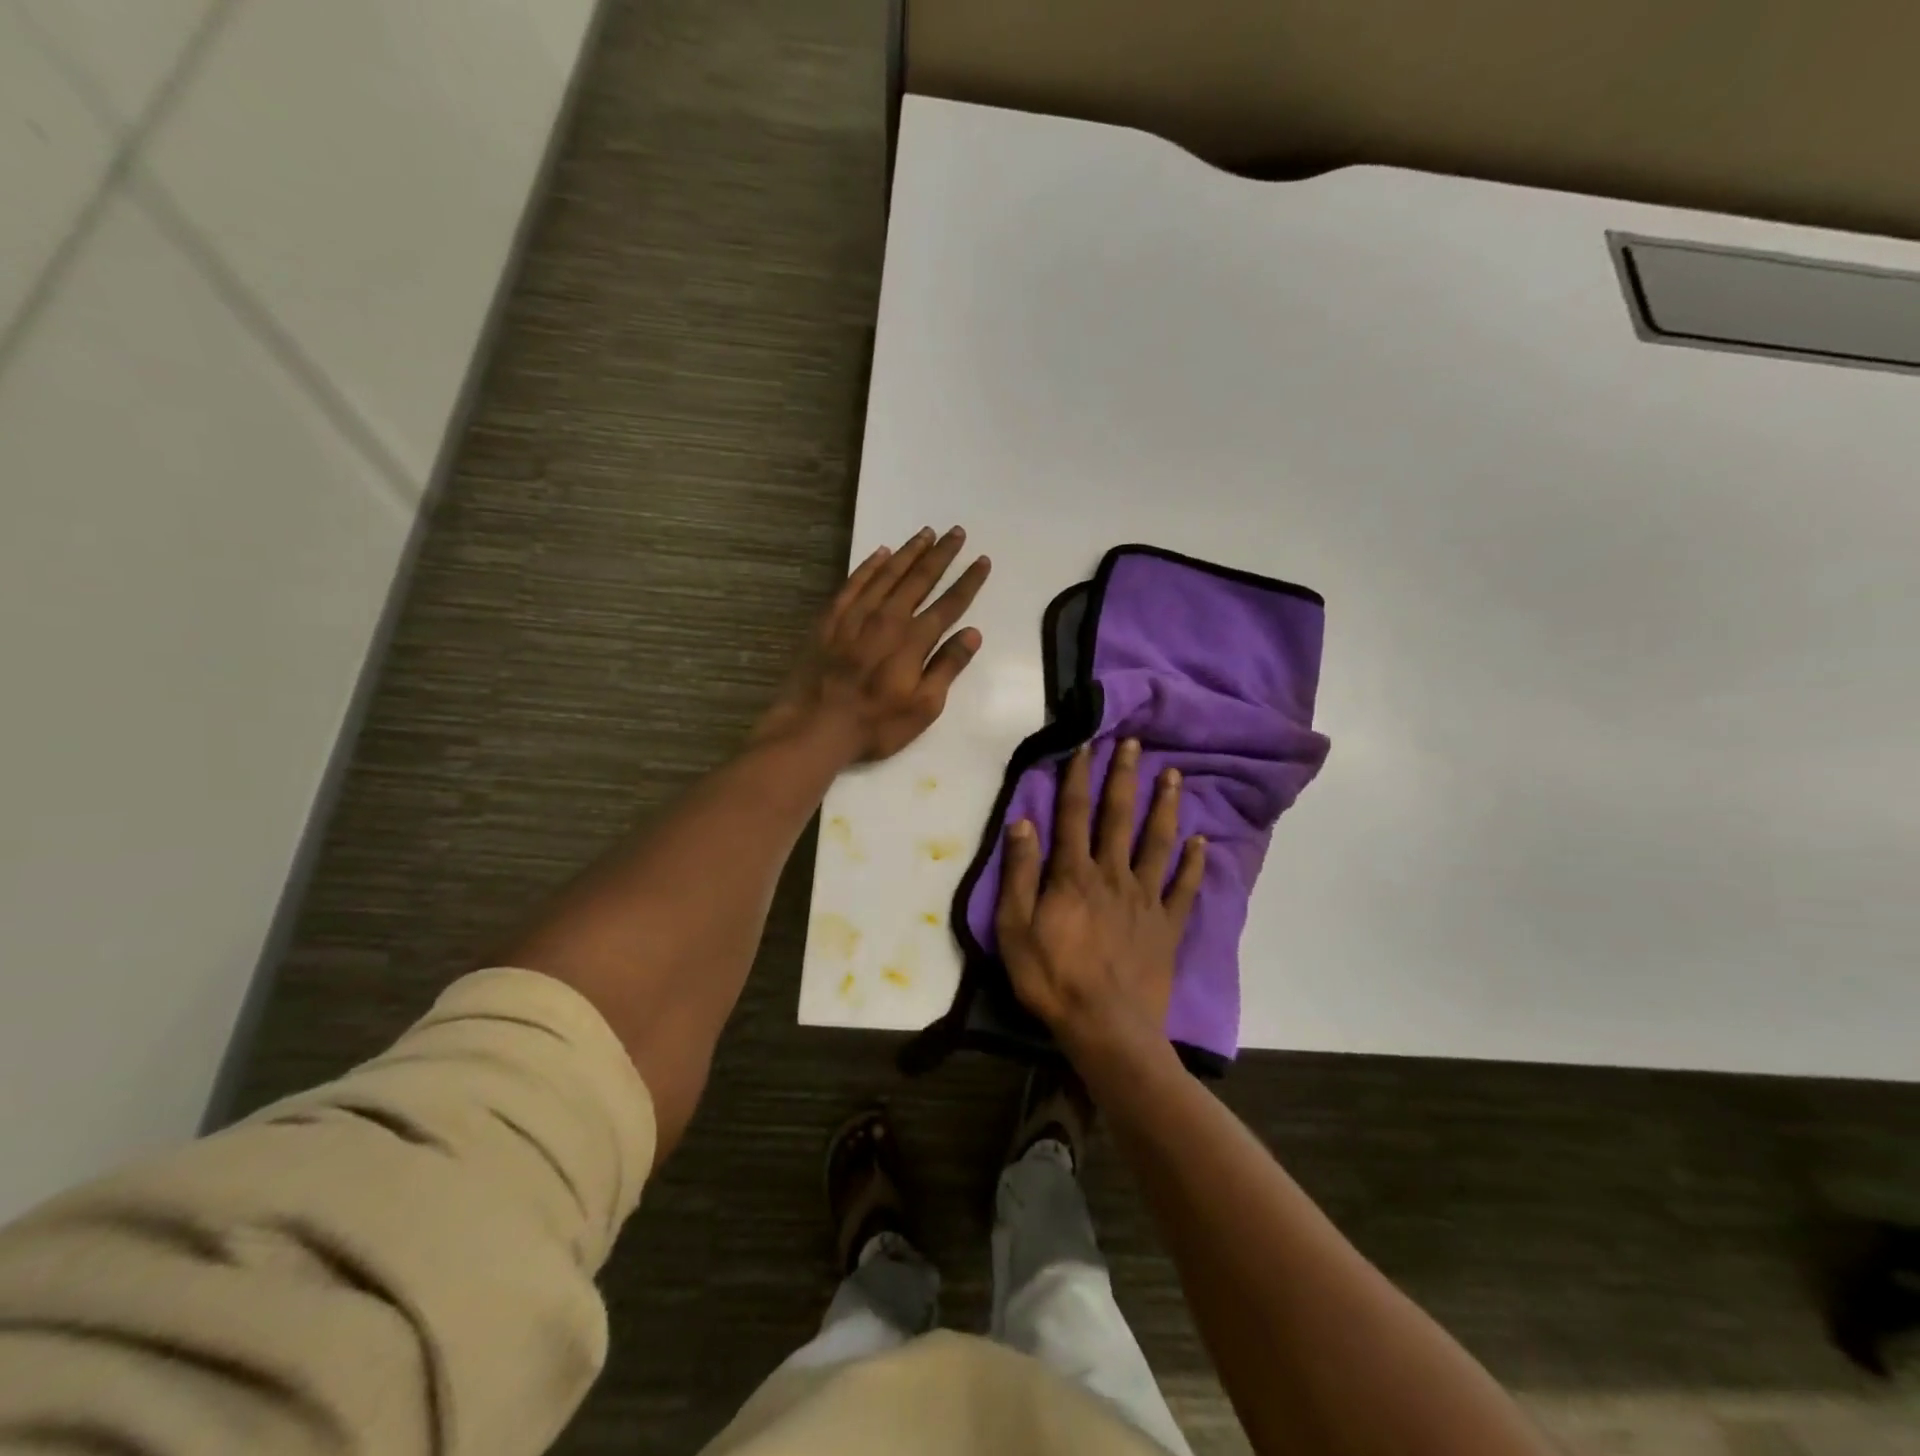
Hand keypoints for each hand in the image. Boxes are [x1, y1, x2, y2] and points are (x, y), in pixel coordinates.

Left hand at [757, 527, 990, 763]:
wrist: (814, 726)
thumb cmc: (875, 724)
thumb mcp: (923, 707)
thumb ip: (947, 667)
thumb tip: (972, 634)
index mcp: (913, 640)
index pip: (949, 604)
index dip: (968, 582)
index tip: (982, 560)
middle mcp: (888, 618)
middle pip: (919, 579)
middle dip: (941, 554)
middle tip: (956, 531)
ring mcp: (856, 615)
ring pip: (887, 573)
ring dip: (909, 552)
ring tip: (925, 533)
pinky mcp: (830, 619)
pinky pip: (854, 582)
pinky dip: (869, 565)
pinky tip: (880, 553)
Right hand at [996, 739, 1206, 1061]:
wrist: (1107, 1029)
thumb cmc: (1053, 979)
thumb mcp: (1015, 929)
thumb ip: (1020, 874)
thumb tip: (1023, 822)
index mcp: (1074, 875)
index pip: (1074, 814)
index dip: (1078, 777)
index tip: (1085, 745)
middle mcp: (1113, 875)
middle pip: (1119, 817)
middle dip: (1125, 777)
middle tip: (1135, 743)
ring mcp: (1146, 900)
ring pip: (1157, 842)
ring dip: (1165, 806)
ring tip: (1173, 775)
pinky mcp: (1168, 926)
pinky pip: (1184, 888)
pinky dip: (1193, 864)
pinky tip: (1201, 842)